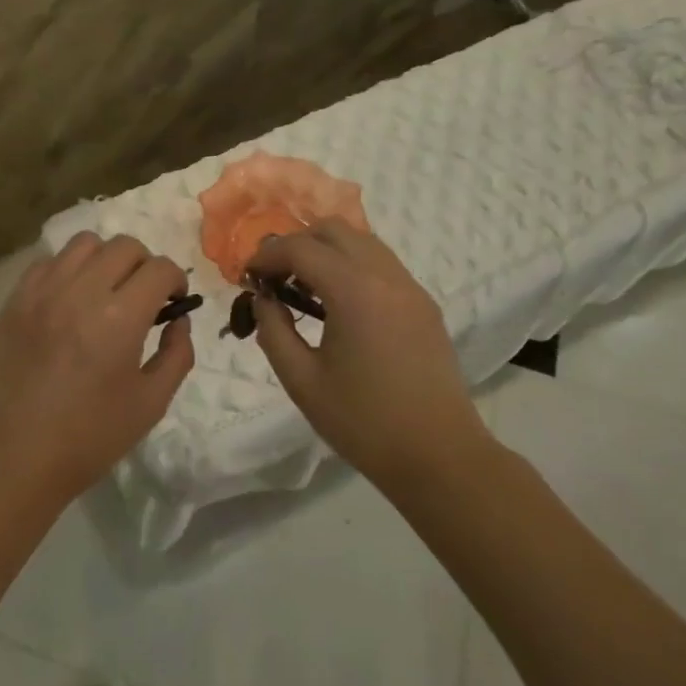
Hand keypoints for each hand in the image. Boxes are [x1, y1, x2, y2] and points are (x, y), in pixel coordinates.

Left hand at [0, 233, 194, 506]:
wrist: (15, 457)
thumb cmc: (89, 437)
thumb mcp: (151, 404)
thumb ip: (177, 355)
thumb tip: (178, 320)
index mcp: (119, 319)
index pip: (159, 269)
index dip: (176, 280)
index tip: (173, 302)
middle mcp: (80, 292)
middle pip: (125, 246)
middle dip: (145, 265)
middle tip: (143, 296)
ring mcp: (41, 292)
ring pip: (84, 243)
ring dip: (106, 259)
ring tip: (105, 291)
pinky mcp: (14, 301)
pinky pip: (48, 262)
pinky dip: (68, 269)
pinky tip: (70, 300)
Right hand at [246, 222, 489, 481]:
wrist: (438, 455)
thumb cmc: (363, 422)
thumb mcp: (302, 381)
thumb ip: (273, 331)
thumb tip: (264, 300)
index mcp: (354, 291)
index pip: (301, 248)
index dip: (267, 256)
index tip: (247, 277)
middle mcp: (386, 276)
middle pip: (334, 230)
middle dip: (296, 244)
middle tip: (275, 279)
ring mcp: (411, 288)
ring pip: (362, 241)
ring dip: (326, 252)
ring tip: (304, 290)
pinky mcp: (423, 305)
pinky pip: (381, 264)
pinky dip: (351, 266)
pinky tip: (337, 304)